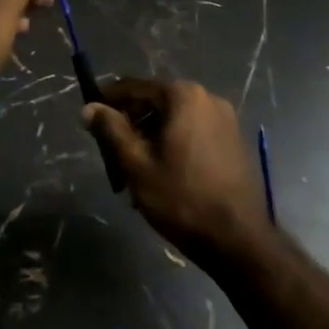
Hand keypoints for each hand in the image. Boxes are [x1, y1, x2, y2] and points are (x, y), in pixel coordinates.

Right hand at [82, 78, 270, 264]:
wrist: (239, 241)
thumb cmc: (182, 198)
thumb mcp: (136, 164)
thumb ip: (111, 130)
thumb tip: (89, 108)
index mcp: (184, 96)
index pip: (135, 87)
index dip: (109, 101)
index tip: (90, 117)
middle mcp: (208, 98)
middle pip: (157, 102)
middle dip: (131, 123)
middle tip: (111, 151)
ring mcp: (226, 120)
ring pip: (175, 120)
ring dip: (152, 137)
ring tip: (134, 169)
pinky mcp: (235, 142)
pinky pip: (194, 133)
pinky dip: (174, 145)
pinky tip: (163, 174)